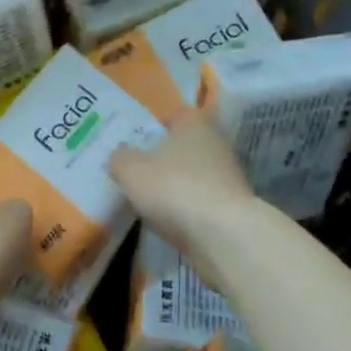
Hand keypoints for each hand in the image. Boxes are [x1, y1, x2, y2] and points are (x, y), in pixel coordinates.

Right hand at [109, 109, 258, 283]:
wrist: (222, 234)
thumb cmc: (173, 188)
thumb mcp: (130, 170)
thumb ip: (119, 158)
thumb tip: (120, 155)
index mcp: (194, 124)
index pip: (173, 116)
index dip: (152, 128)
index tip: (133, 144)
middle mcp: (215, 144)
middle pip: (182, 147)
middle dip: (161, 159)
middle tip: (134, 172)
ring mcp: (226, 176)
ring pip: (191, 175)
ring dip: (173, 185)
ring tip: (146, 200)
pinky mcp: (230, 206)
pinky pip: (198, 201)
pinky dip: (184, 208)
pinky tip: (166, 220)